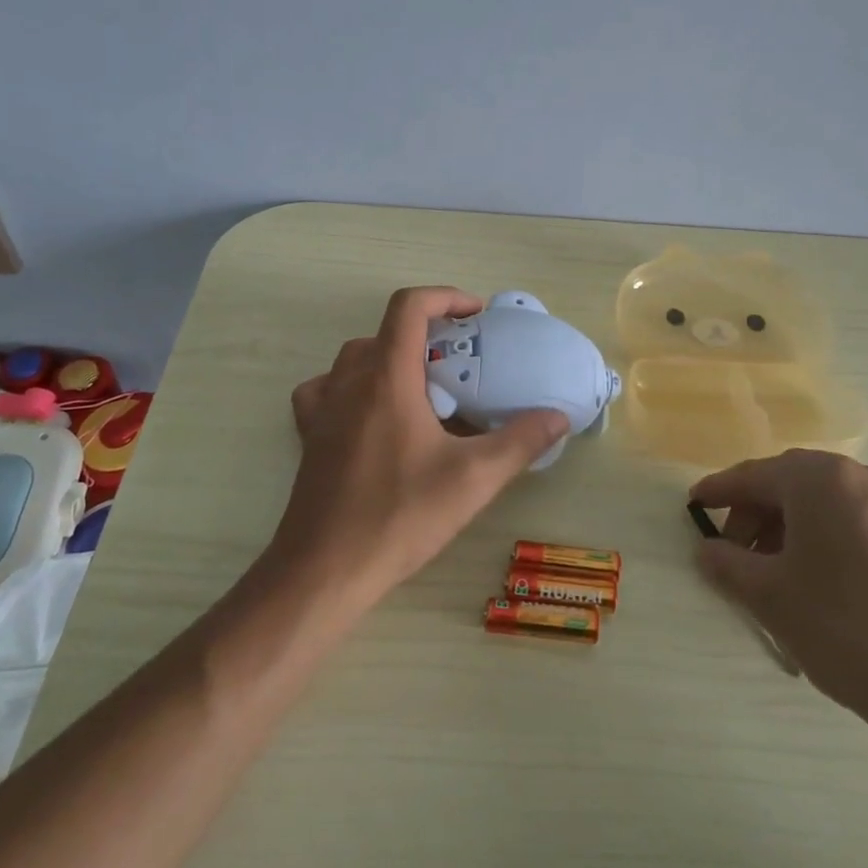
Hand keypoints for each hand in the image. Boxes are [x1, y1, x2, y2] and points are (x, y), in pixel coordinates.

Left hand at [272, 286, 568, 613]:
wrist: (324, 570)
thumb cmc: (399, 516)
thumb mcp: (473, 479)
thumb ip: (520, 441)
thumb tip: (557, 416)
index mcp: (387, 378)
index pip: (409, 306)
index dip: (445, 296)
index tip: (476, 316)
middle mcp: (349, 382)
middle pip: (387, 331)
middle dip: (428, 335)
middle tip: (463, 365)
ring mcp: (322, 408)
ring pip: (357, 358)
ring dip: (392, 358)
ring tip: (424, 389)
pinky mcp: (309, 436)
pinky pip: (327, 390)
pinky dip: (352, 387)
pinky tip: (371, 415)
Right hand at [692, 450, 867, 736]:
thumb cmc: (845, 630)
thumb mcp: (770, 596)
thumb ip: (727, 564)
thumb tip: (707, 550)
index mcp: (822, 479)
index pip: (755, 475)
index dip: (719, 491)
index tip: (693, 506)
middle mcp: (863, 477)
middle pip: (791, 483)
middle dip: (754, 513)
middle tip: (732, 554)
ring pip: (824, 502)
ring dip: (788, 527)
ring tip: (772, 573)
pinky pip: (853, 520)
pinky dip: (823, 537)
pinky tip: (814, 578)